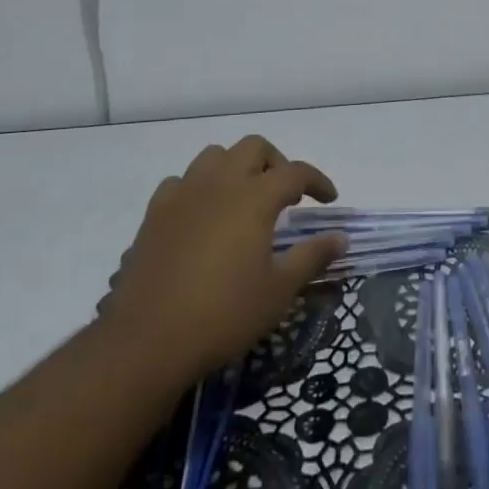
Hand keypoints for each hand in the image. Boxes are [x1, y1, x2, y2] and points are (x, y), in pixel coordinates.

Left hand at [105, 136, 344, 385]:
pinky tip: (203, 216)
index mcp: (254, 197)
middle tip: (286, 197)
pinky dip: (200, 188)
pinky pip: (182, 181)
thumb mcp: (278, 291)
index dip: (317, 181)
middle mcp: (219, 183)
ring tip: (244, 200)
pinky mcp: (154, 213)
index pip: (295, 172)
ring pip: (215, 156)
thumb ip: (312, 256)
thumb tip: (340, 237)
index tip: (328, 199)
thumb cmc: (223, 314)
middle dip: (276, 163)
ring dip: (236, 168)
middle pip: (254, 148)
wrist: (147, 340)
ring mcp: (183, 194)